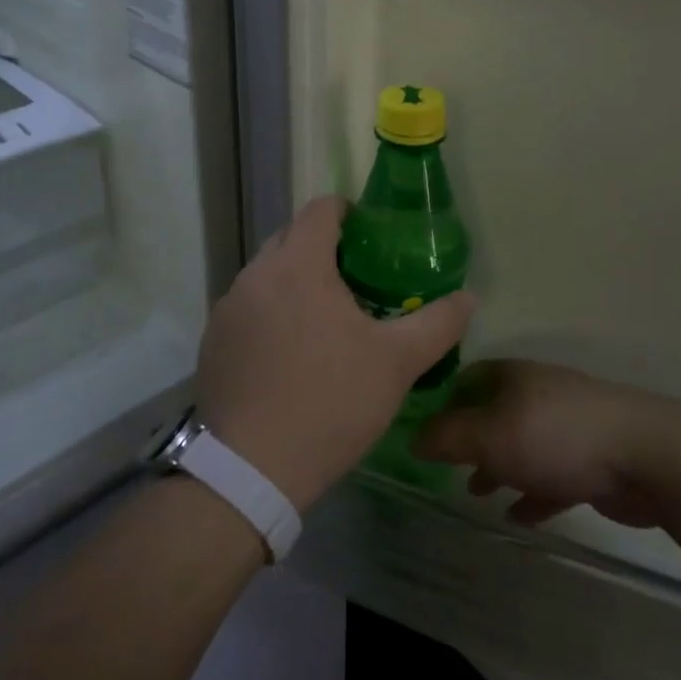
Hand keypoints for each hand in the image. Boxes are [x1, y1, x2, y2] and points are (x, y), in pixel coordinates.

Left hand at [196, 195, 476, 511]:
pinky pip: (247, 308)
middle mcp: (255, 274)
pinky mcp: (212, 342)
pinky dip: (269, 313)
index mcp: (298, 264)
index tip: (370, 238)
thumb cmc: (331, 401)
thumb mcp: (397, 362)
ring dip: (293, 282)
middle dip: (321, 247)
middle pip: (290, 237)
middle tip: (354, 280)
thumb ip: (438, 323)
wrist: (251, 470)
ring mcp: (227, 308)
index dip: (348, 212)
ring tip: (322, 320)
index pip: (320, 209)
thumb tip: (469, 298)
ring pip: (266, 274)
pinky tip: (288, 355)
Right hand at [412, 360, 680, 527]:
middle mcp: (538, 394)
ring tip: (478, 495)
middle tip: (448, 469)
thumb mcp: (490, 435)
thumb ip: (448, 437)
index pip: (468, 378)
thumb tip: (412, 436)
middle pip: (494, 412)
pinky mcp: (591, 460)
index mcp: (513, 376)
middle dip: (471, 440)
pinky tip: (520, 518)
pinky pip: (552, 476)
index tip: (424, 433)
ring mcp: (568, 426)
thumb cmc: (556, 436)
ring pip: (522, 445)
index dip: (444, 402)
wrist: (645, 456)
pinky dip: (533, 493)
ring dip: (500, 468)